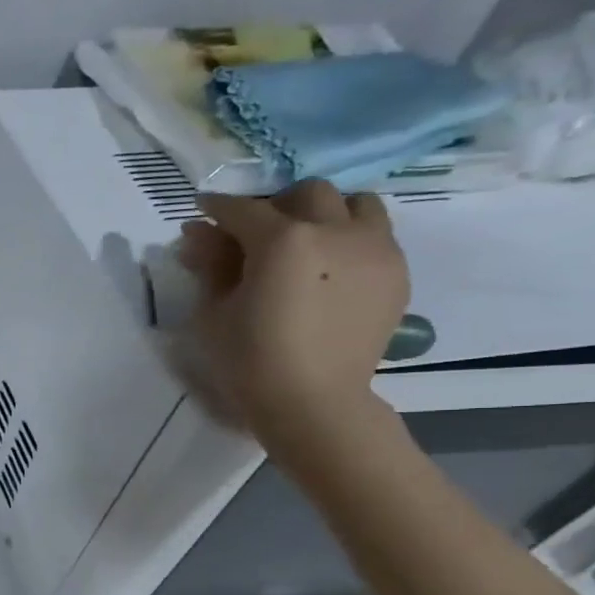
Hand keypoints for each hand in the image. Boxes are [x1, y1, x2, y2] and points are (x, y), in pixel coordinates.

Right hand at [174, 179, 409, 455]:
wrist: (313, 401)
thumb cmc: (249, 360)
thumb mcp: (213, 312)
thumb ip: (209, 264)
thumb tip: (198, 233)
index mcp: (282, 240)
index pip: (243, 209)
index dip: (218, 207)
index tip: (204, 209)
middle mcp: (335, 230)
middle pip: (307, 193)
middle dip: (277, 205)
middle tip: (256, 232)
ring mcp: (375, 248)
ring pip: (355, 203)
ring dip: (325, 213)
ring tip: (306, 243)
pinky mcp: (396, 271)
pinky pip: (376, 235)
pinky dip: (350, 239)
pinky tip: (330, 271)